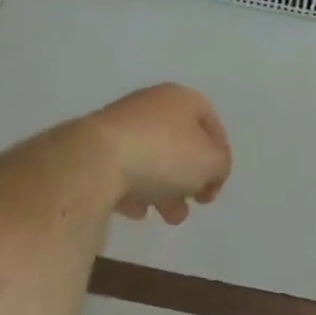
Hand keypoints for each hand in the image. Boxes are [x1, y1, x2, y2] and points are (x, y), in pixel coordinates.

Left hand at [88, 83, 231, 225]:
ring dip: (163, 190)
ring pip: (151, 159)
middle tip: (190, 205)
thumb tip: (211, 172)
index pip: (211, 125)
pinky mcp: (94, 147)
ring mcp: (120, 125)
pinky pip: (123, 170)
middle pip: (180, 144)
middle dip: (188, 180)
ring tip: (165, 216)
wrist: (95, 160)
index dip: (219, 158)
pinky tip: (134, 209)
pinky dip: (132, 190)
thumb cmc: (164, 154)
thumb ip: (221, 165)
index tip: (214, 188)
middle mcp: (151, 104)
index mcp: (181, 98)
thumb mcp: (211, 162)